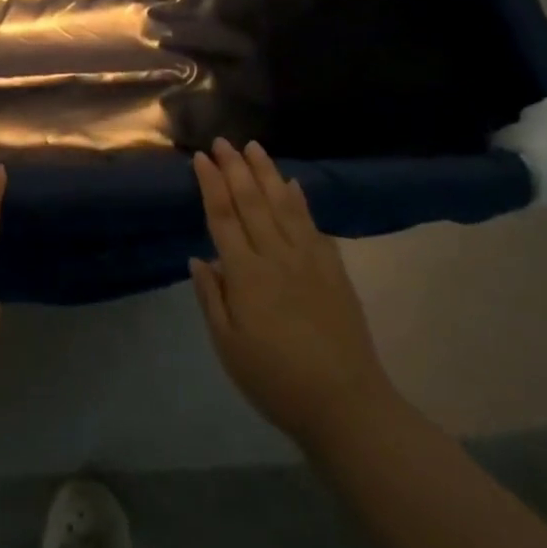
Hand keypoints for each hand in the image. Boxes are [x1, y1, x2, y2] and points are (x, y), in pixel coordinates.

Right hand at [190, 139, 399, 449]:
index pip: (223, 217)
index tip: (201, 157)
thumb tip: (199, 258)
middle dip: (235, 168)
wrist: (347, 406)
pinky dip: (301, 202)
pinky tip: (294, 186)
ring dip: (267, 173)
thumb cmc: (276, 381)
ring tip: (254, 147)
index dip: (210, 185)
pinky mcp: (334, 272)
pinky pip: (313, 226)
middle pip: (252, 202)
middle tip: (223, 141)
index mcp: (245, 274)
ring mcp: (310, 261)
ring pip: (284, 206)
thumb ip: (211, 298)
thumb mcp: (228, 346)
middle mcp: (276, 257)